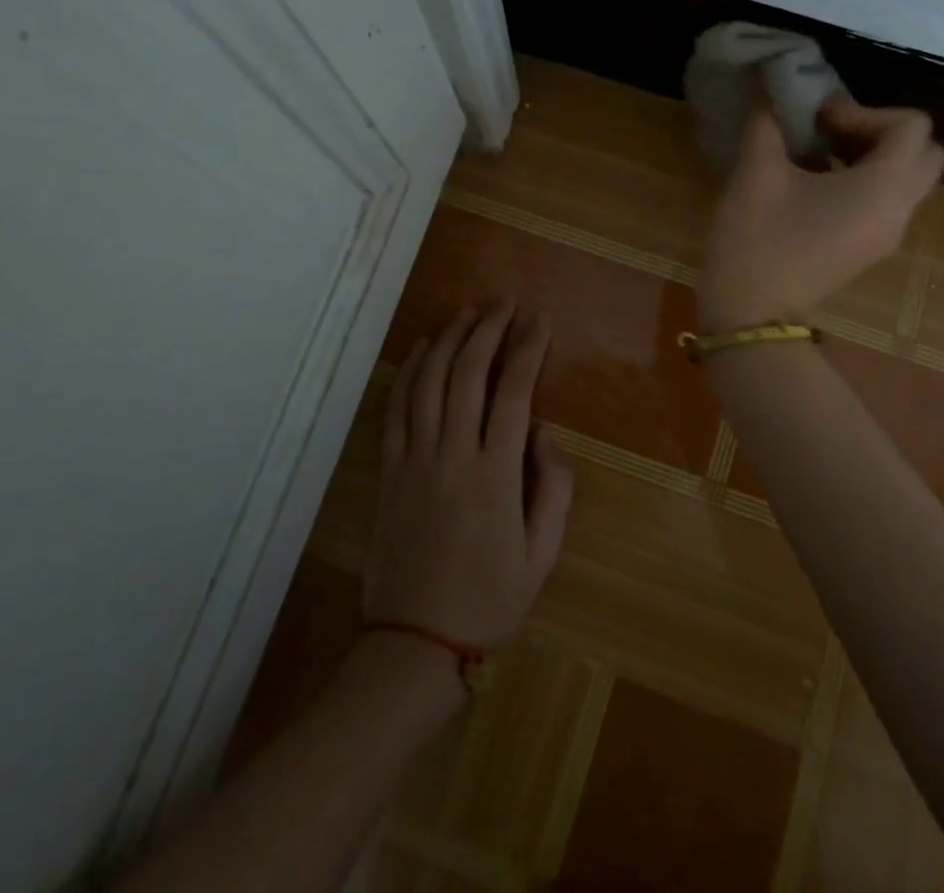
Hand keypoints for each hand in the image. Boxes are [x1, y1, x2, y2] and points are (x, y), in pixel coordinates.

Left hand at [364, 302, 574, 653]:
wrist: (414, 643)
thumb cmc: (489, 599)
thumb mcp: (543, 553)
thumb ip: (555, 486)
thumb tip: (544, 429)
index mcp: (496, 475)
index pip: (514, 392)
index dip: (528, 348)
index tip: (540, 318)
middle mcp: (452, 455)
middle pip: (467, 373)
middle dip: (488, 328)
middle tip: (505, 301)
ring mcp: (414, 459)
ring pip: (429, 381)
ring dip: (450, 338)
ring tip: (469, 311)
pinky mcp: (389, 469)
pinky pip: (396, 407)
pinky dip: (410, 370)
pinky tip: (423, 347)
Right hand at [698, 94, 943, 330]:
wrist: (751, 313)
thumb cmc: (758, 239)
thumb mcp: (757, 172)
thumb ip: (767, 121)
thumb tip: (765, 83)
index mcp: (883, 188)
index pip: (911, 126)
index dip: (864, 112)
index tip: (818, 121)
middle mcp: (899, 210)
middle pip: (924, 152)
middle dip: (881, 132)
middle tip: (832, 134)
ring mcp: (888, 234)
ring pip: (908, 178)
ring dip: (873, 156)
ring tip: (819, 155)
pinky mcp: (870, 249)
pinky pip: (888, 201)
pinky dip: (866, 181)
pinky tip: (815, 184)